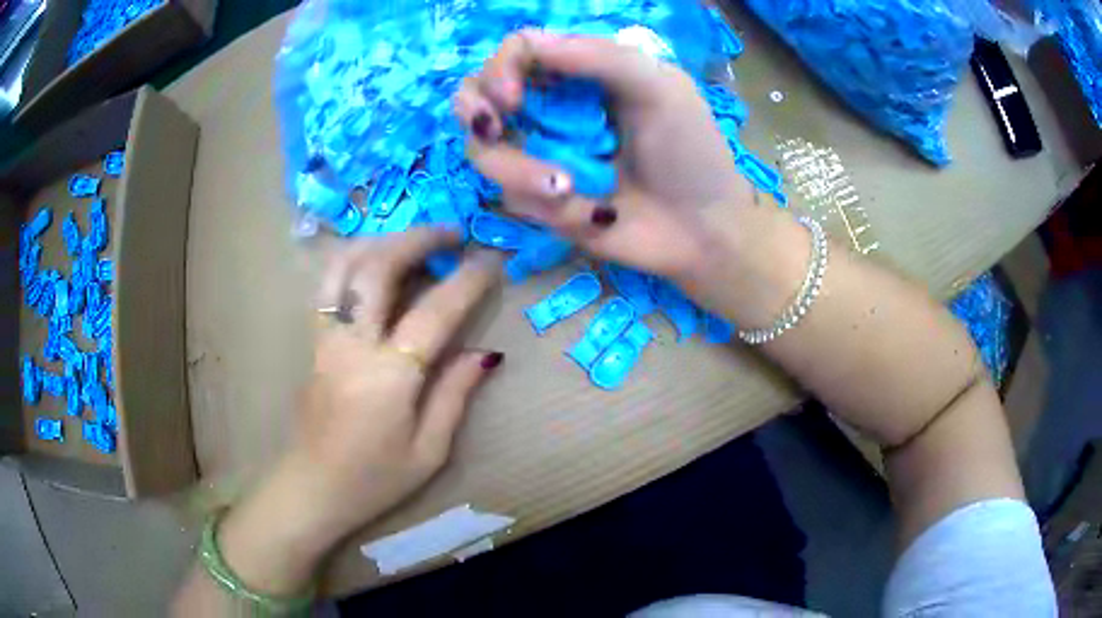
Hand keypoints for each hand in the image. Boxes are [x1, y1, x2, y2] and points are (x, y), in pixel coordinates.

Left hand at [215, 230, 503, 593]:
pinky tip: (375, 260)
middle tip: (452, 232)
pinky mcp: (313, 341)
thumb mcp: (429, 451)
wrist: (313, 488)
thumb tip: (484, 353)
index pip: (434, 312)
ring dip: (381, 240)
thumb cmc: (374, 480)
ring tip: (412, 238)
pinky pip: (329, 284)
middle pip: (378, 268)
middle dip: (418, 238)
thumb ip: (455, 395)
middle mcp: (352, 345)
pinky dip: (354, 259)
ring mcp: (325, 338)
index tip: (491, 260)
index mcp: (388, 377)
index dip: (467, 280)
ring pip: (343, 265)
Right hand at [453, 30, 756, 283]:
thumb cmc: (691, 152)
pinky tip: (596, 215)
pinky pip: (516, 198)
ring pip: (485, 153)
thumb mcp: (660, 88)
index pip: (516, 53)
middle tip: (493, 128)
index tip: (512, 97)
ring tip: (568, 191)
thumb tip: (527, 41)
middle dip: (475, 112)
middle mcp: (551, 108)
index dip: (499, 69)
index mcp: (581, 73)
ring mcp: (542, 155)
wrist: (702, 231)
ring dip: (521, 173)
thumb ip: (599, 56)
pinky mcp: (543, 202)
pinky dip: (554, 208)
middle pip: (477, 97)